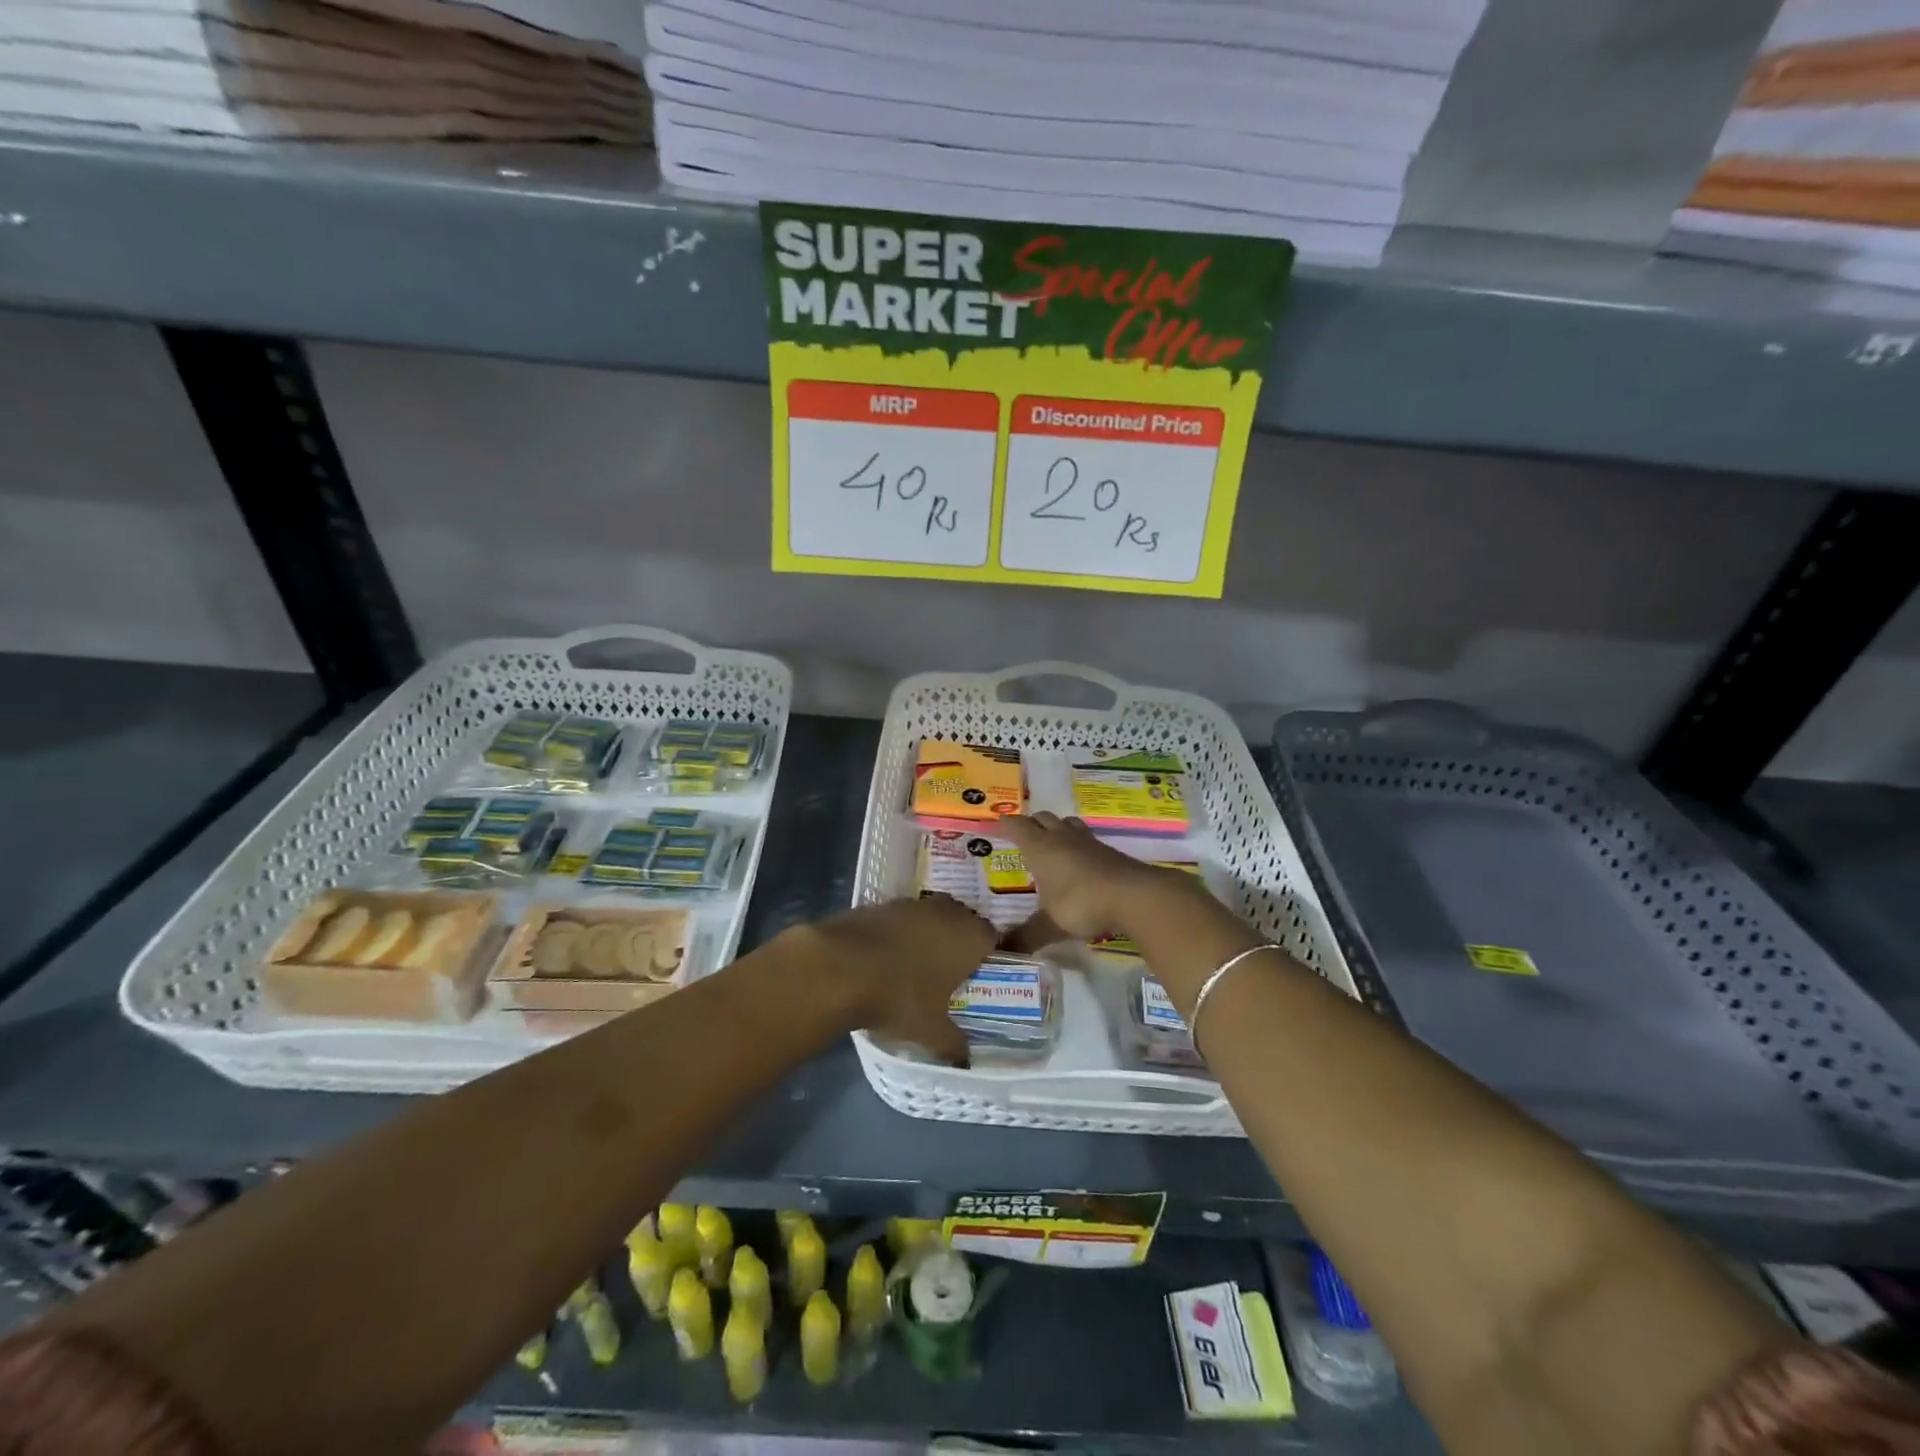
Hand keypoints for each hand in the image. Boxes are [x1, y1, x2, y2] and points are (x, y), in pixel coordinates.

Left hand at [792, 896, 993, 1065]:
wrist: (840, 967)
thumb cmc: (900, 997)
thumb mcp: (931, 1032)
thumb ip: (953, 1045)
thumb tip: (965, 1059)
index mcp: (969, 936)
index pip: (992, 937)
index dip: (986, 955)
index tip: (977, 975)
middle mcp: (946, 912)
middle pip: (961, 921)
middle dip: (957, 941)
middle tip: (948, 971)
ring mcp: (911, 904)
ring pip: (930, 916)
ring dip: (927, 934)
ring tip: (915, 965)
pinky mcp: (880, 904)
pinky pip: (900, 919)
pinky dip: (898, 934)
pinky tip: (885, 958)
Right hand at [998, 812, 1171, 947]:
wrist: (1133, 895)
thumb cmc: (1081, 903)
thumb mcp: (1050, 924)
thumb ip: (1027, 936)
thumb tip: (1002, 951)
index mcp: (1040, 848)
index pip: (1017, 826)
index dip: (1006, 824)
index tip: (997, 825)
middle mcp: (1062, 837)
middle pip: (1042, 818)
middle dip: (1031, 824)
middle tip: (1023, 837)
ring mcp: (1088, 841)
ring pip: (1067, 823)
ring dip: (1057, 828)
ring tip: (1052, 843)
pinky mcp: (1109, 851)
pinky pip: (1086, 839)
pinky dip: (1078, 844)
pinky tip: (1079, 861)